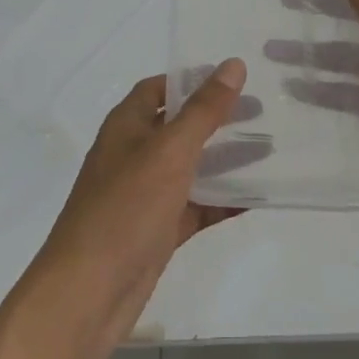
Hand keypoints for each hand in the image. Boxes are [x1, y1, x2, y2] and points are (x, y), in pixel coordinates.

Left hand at [19, 63, 247, 358]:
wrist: (88, 294)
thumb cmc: (125, 209)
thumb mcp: (169, 151)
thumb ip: (204, 110)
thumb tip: (233, 64)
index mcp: (126, 126)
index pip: (159, 88)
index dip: (192, 80)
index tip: (234, 77)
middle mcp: (134, 155)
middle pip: (180, 127)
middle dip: (217, 119)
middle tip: (263, 112)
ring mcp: (145, 195)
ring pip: (191, 168)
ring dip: (225, 159)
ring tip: (270, 149)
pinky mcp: (157, 231)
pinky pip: (195, 207)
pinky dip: (222, 201)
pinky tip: (257, 198)